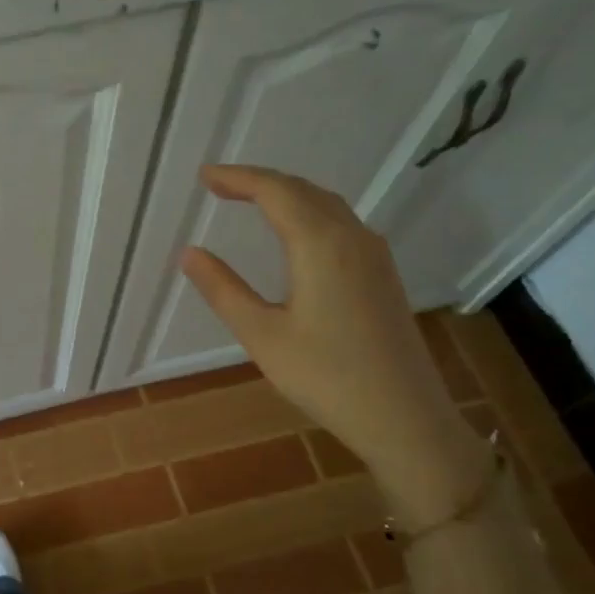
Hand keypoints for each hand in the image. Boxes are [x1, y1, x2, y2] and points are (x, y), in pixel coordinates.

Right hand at [178, 165, 490, 526]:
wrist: (405, 417)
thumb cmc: (326, 377)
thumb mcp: (262, 335)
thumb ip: (223, 290)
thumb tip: (189, 253)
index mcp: (320, 245)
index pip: (274, 192)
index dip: (237, 178)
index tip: (203, 176)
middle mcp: (352, 238)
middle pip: (302, 190)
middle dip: (259, 181)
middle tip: (219, 185)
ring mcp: (374, 255)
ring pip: (326, 204)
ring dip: (287, 194)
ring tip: (251, 200)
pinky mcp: (383, 274)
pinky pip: (341, 223)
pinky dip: (309, 212)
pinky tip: (296, 233)